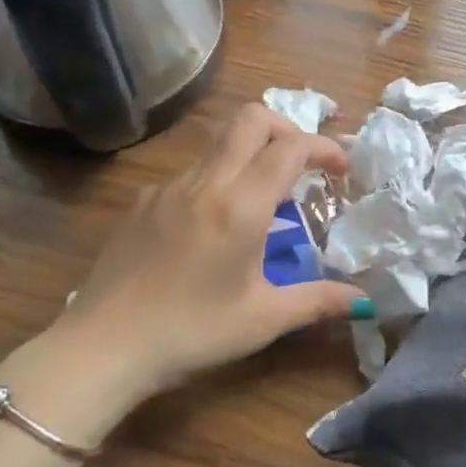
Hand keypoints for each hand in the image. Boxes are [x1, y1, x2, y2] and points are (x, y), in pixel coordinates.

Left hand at [0, 105, 365, 445]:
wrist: (102, 348)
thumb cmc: (191, 333)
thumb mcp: (263, 320)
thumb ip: (318, 302)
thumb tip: (364, 301)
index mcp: (241, 205)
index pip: (292, 146)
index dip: (324, 148)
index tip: (341, 170)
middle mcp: (206, 182)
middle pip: (251, 118)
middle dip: (287, 129)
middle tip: (302, 166)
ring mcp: (169, 187)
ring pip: (220, 142)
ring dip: (251, 153)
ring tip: (263, 200)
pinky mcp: (144, 201)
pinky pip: (192, 172)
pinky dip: (217, 179)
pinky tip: (213, 225)